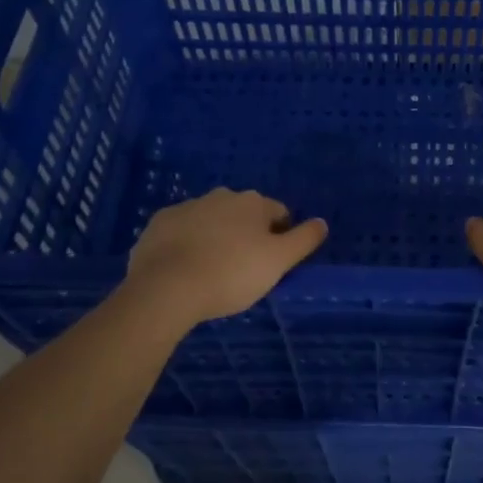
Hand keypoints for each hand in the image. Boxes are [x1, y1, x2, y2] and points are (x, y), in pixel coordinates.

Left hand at [126, 188, 327, 324]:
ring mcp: (187, 206)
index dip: (280, 236)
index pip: (278, 213)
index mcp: (253, 202)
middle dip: (246, 233)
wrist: (166, 287)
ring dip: (216, 236)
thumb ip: (304, 239)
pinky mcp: (159, 223)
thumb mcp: (278, 261)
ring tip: (212, 270)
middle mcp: (221, 196)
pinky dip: (186, 242)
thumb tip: (322, 222)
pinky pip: (181, 230)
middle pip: (243, 214)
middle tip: (243, 268)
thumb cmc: (231, 273)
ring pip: (211, 219)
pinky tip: (184, 268)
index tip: (273, 262)